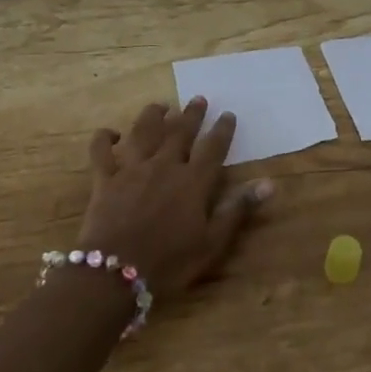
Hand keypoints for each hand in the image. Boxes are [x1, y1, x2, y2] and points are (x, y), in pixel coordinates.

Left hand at [78, 97, 274, 300]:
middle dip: (191, 114)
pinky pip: (101, 150)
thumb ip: (238, 209)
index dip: (222, 130)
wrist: (116, 272)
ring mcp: (131, 169)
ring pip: (143, 132)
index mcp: (193, 182)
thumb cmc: (170, 262)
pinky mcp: (104, 179)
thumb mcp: (212, 242)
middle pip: (180, 132)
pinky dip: (105, 138)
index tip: (228, 114)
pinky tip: (112, 134)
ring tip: (161, 105)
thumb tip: (269, 183)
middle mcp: (163, 166)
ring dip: (153, 115)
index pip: (213, 148)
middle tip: (198, 99)